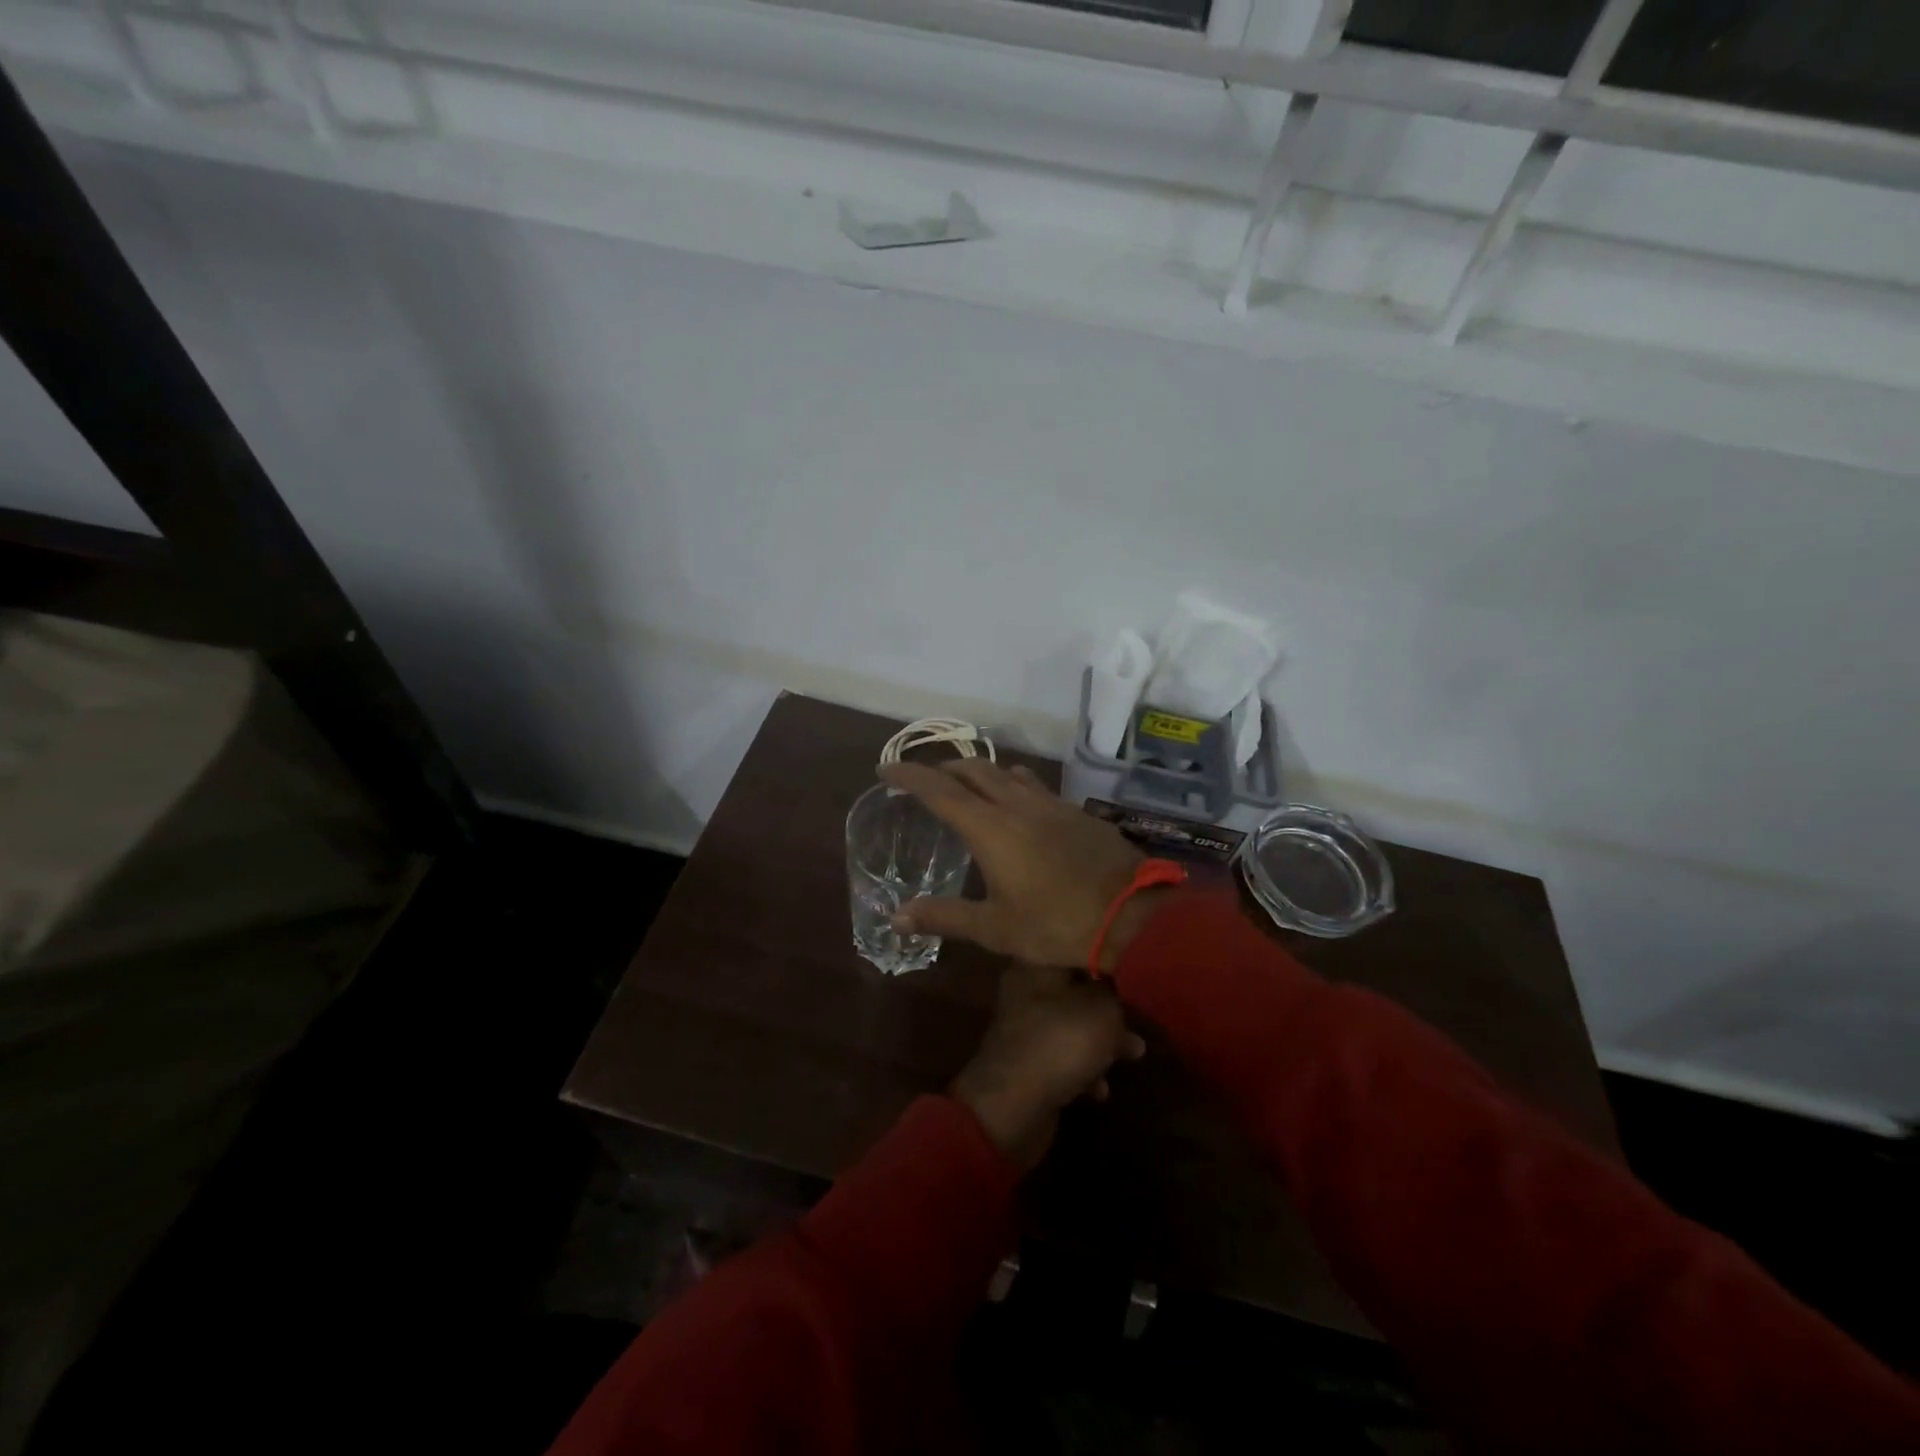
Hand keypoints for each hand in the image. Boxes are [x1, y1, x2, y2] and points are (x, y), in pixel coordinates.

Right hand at [879, 759, 1165, 970]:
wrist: (1131, 916)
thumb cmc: (1056, 924)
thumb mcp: (995, 929)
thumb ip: (945, 917)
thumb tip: (897, 916)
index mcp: (991, 828)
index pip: (939, 790)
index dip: (909, 775)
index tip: (886, 767)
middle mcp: (1017, 805)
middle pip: (973, 769)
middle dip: (944, 768)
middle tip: (925, 780)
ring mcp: (1051, 805)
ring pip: (1007, 773)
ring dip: (980, 773)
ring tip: (967, 786)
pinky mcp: (1076, 812)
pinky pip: (1035, 786)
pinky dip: (1013, 785)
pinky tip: (1018, 804)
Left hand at [951, 962, 1146, 1168]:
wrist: (1013, 1107)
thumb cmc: (1060, 1044)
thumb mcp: (1102, 1011)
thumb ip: (1115, 996)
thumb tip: (1114, 994)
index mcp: (1036, 968)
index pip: (1074, 950)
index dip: (1105, 959)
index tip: (1131, 971)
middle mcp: (1026, 993)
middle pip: (1076, 992)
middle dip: (1109, 1009)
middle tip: (1137, 1021)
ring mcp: (1025, 1030)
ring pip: (1073, 1027)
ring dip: (1102, 1043)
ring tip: (1133, 1055)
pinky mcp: (1029, 1064)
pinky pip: (1064, 1059)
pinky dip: (1084, 1071)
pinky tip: (1100, 1090)